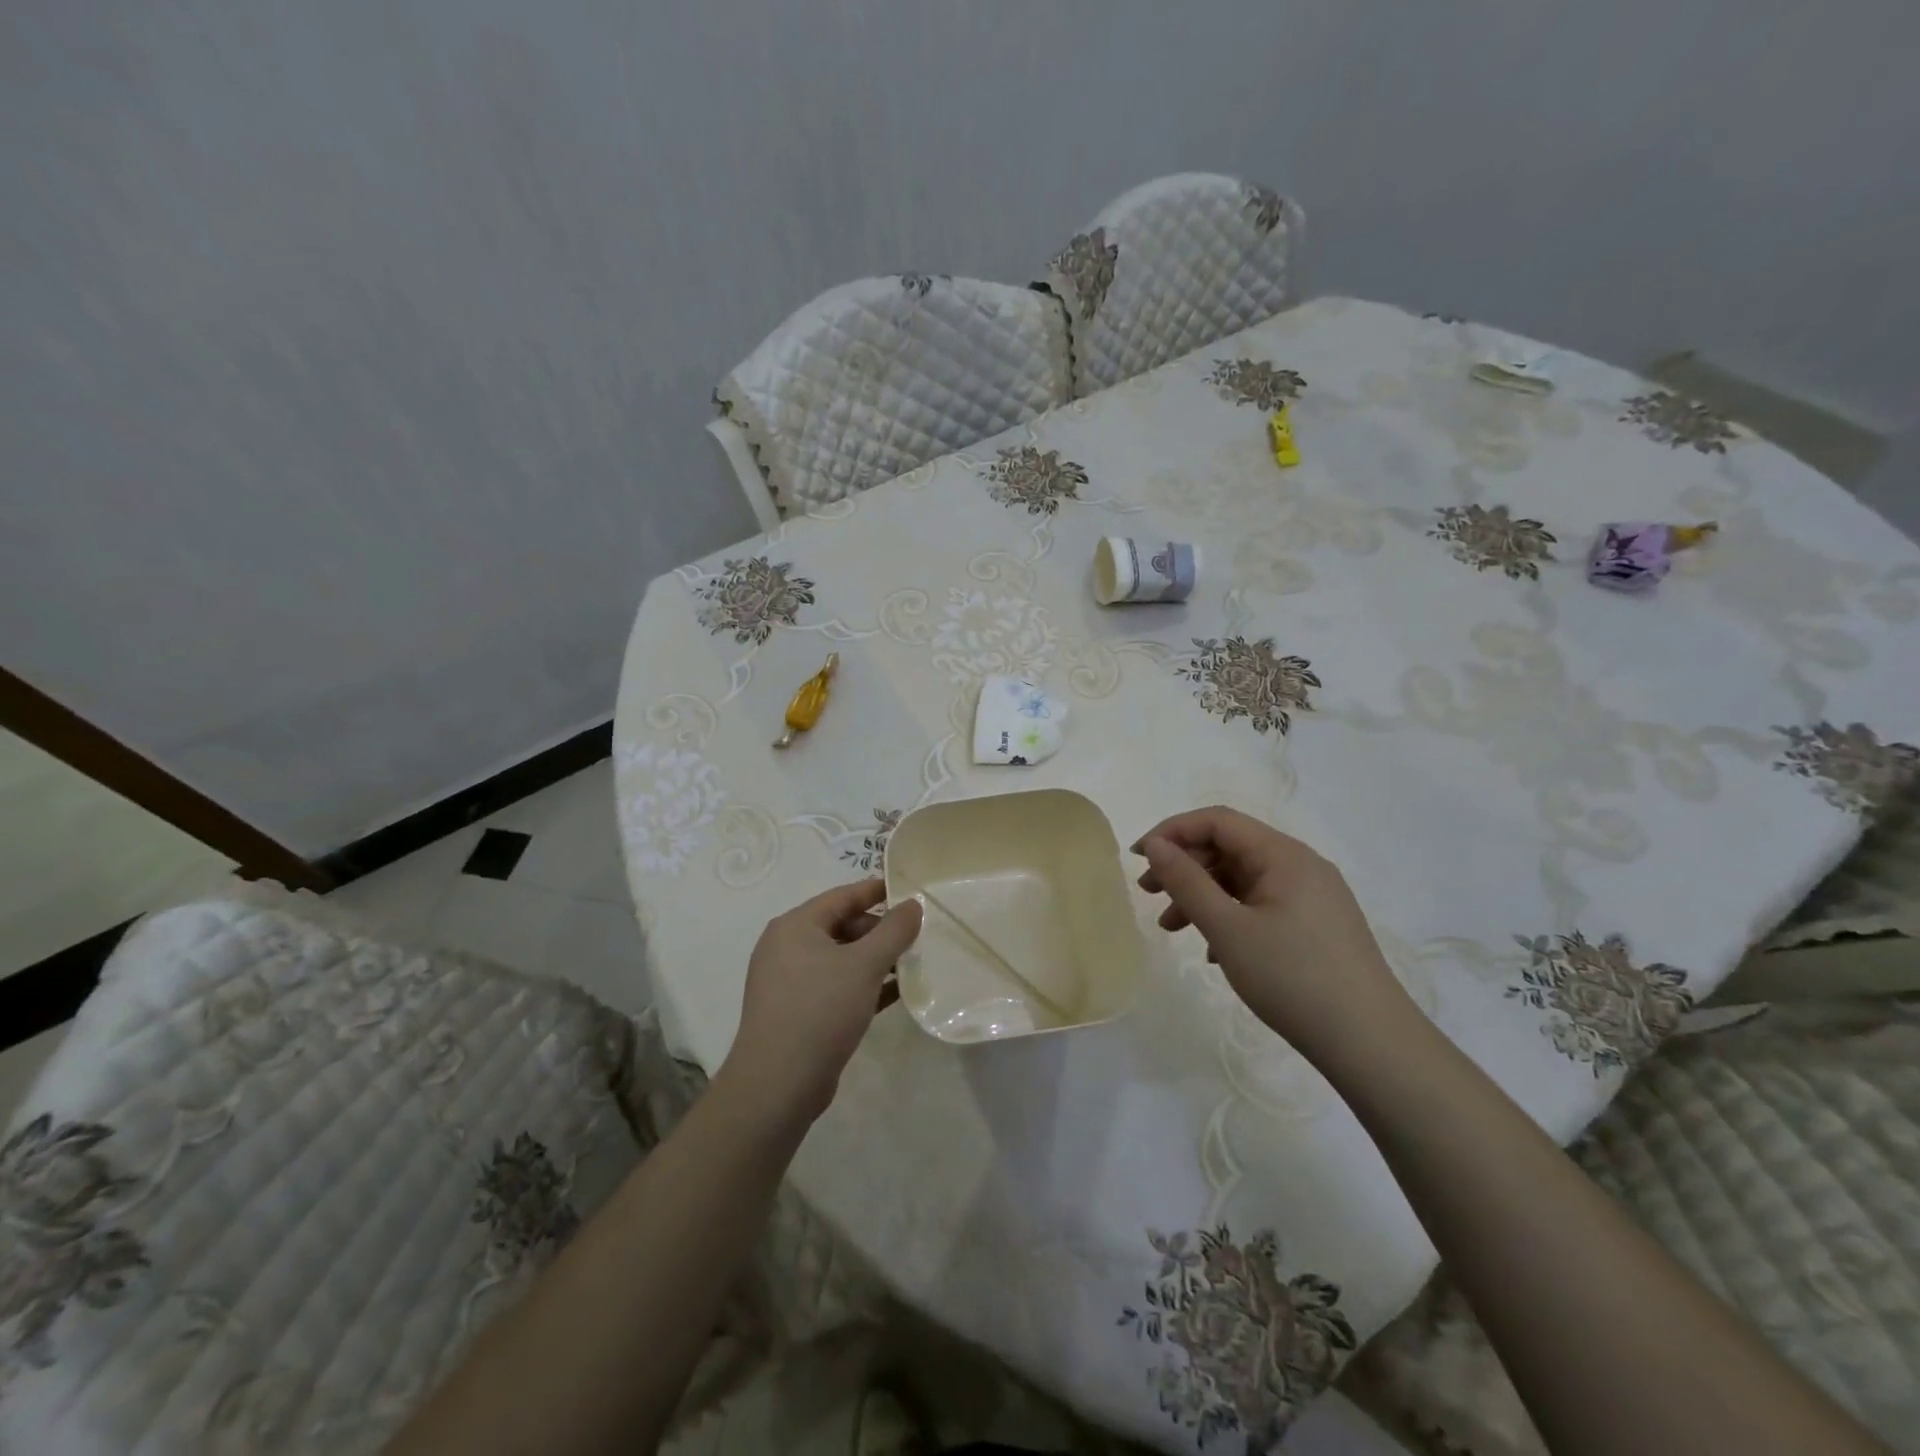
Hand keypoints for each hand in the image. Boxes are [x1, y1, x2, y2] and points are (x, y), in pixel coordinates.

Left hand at [722, 879, 922, 1124]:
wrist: (777, 1085)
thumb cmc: (820, 1009)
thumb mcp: (864, 965)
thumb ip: (894, 930)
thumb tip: (913, 904)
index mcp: (796, 926)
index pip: (843, 896)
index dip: (878, 891)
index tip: (910, 890)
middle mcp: (787, 947)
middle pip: (842, 926)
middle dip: (880, 931)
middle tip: (918, 936)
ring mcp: (790, 982)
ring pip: (841, 959)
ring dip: (876, 960)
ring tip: (913, 963)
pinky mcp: (798, 1012)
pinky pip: (837, 986)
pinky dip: (864, 985)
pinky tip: (897, 993)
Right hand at [1134, 807, 1411, 1062]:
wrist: (1371, 1045)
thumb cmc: (1293, 978)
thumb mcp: (1228, 929)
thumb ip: (1186, 882)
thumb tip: (1156, 845)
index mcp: (1284, 855)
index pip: (1217, 821)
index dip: (1172, 832)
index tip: (1137, 857)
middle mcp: (1301, 866)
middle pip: (1230, 848)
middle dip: (1184, 866)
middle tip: (1148, 894)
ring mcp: (1313, 897)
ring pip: (1243, 880)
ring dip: (1203, 896)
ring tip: (1171, 928)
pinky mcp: (1317, 927)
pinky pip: (1262, 906)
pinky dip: (1230, 917)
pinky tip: (1214, 953)